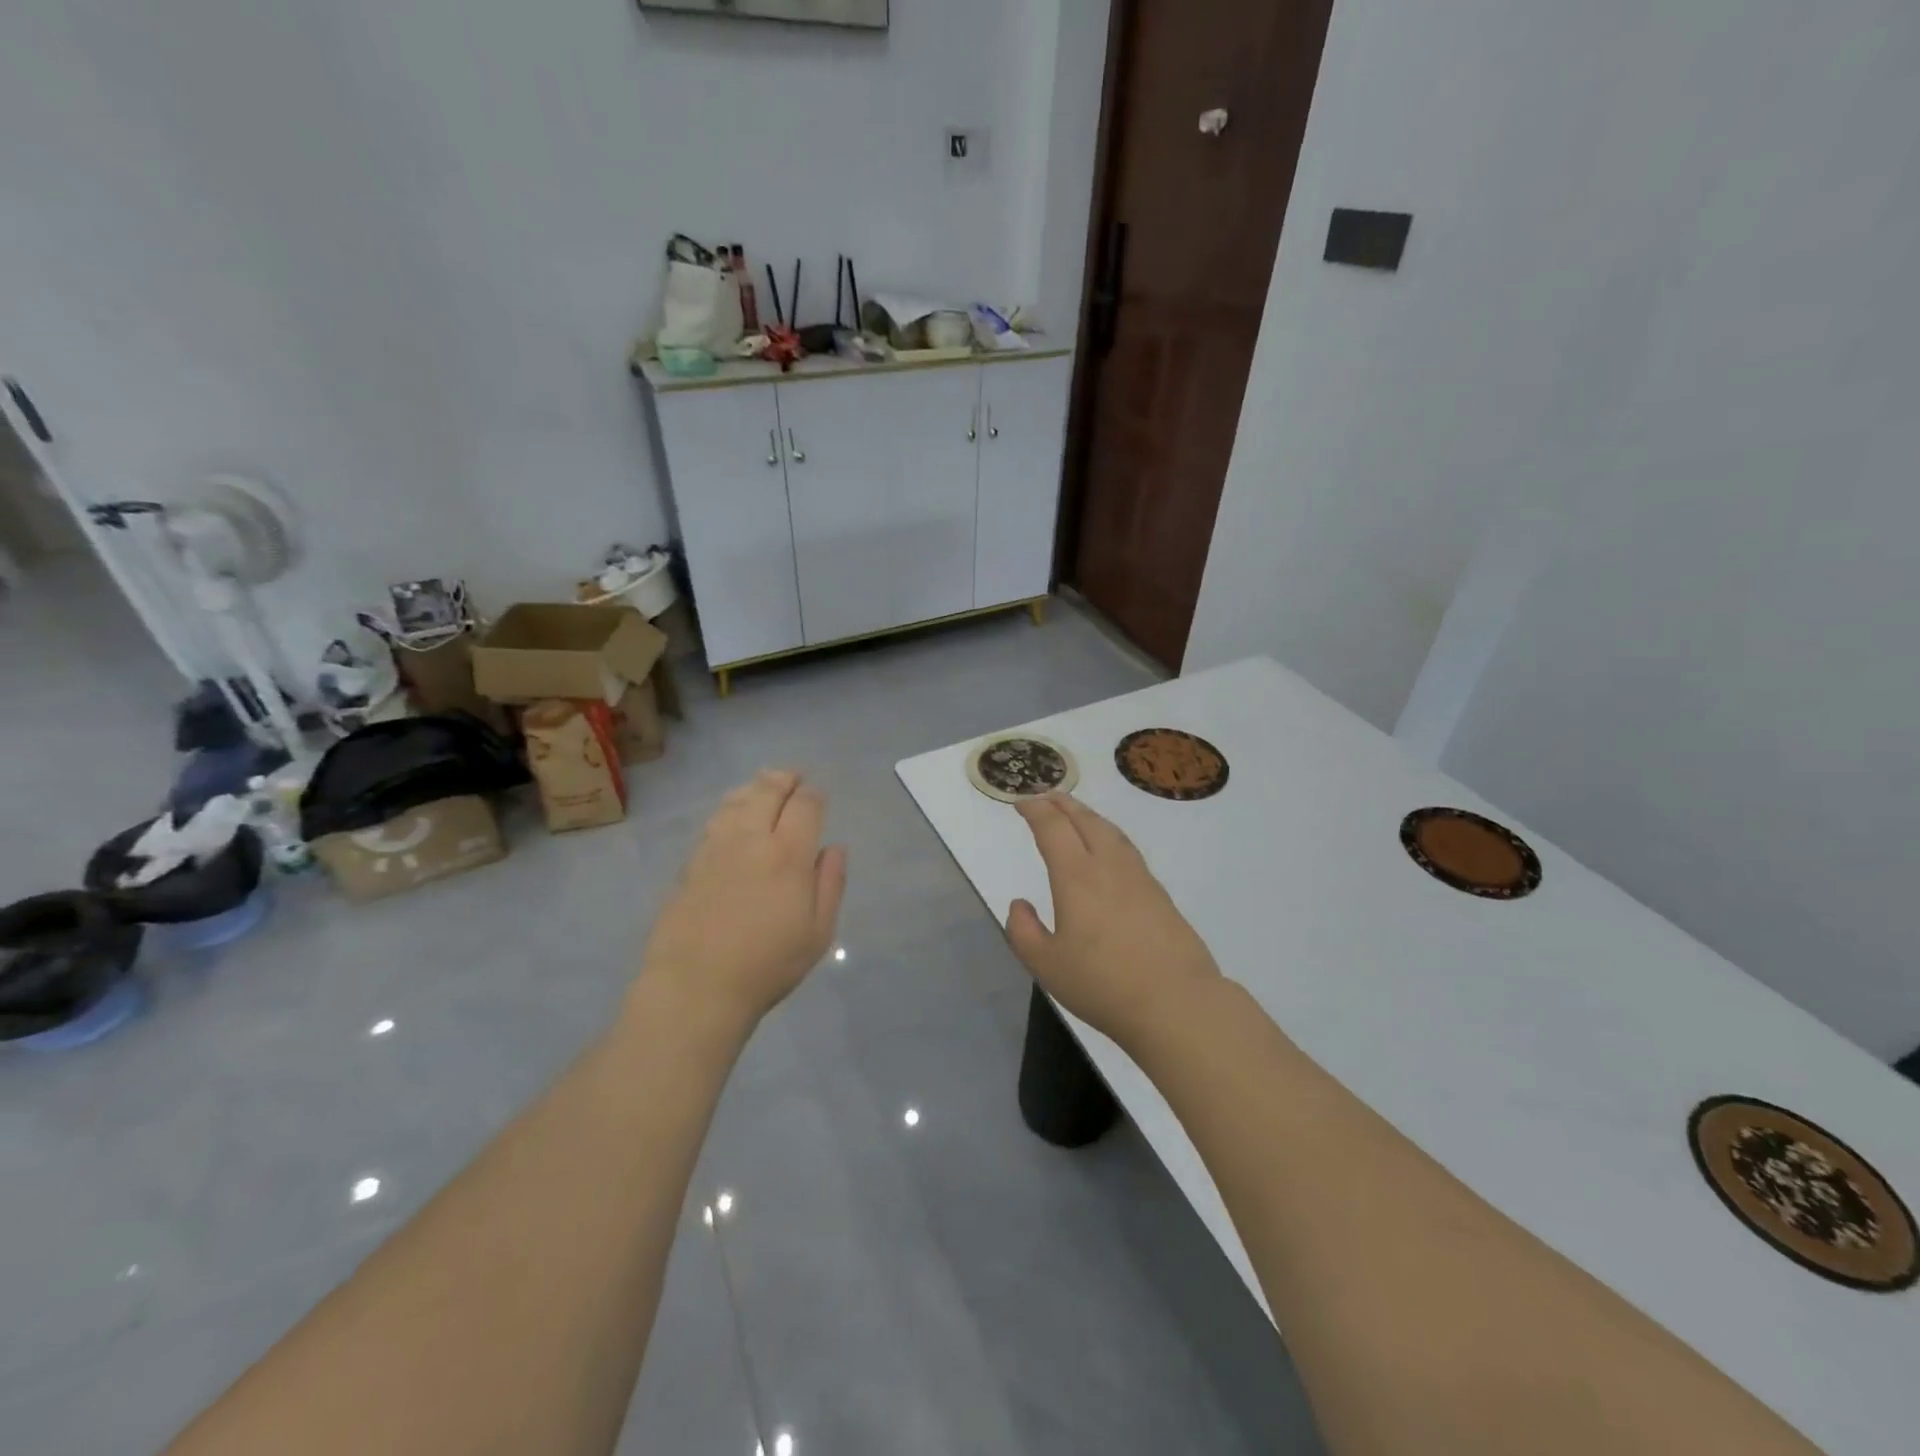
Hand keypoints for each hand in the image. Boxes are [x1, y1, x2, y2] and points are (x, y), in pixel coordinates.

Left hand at [638, 770, 847, 1030]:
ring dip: (754, 788)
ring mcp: (715, 848)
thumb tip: (833, 849)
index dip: (814, 795)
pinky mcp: (690, 863)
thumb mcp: (818, 933)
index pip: (804, 804)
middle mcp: (751, 839)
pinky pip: (714, 821)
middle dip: (784, 779)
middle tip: (794, 779)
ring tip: (764, 789)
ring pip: (736, 800)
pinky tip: (733, 817)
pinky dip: (730, 808)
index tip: (818, 797)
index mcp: (788, 854)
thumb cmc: (768, 965)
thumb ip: (830, 884)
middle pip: (767, 790)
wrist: (696, 987)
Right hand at [1006, 793, 1220, 1051]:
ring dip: (1088, 815)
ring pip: (1110, 831)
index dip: (1035, 810)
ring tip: (1075, 814)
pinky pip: (1127, 848)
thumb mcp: (1046, 965)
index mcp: (1076, 877)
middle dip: (1062, 803)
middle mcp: (1108, 866)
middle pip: (1085, 820)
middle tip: (1045, 796)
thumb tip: (1020, 904)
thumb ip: (1024, 932)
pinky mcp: (1159, 893)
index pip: (1053, 828)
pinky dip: (1109, 834)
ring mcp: (1139, 877)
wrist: (1176, 1002)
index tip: (1020, 803)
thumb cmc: (1103, 984)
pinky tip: (1108, 849)